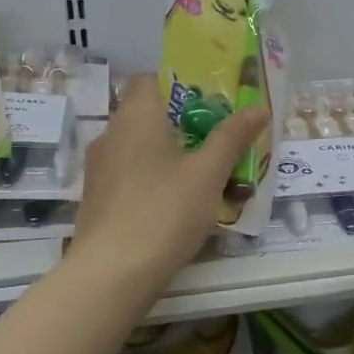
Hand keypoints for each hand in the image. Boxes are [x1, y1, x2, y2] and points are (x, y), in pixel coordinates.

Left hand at [71, 73, 269, 288]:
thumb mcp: (208, 174)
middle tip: (216, 139)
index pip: (148, 79)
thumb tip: (258, 106)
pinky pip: (128, 173)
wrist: (111, 274)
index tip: (208, 101)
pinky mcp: (95, 198)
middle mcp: (111, 133)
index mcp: (136, 116)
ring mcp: (99, 168)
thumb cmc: (164, 212)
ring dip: (166, 152)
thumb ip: (232, 137)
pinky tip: (174, 203)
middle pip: (146, 113)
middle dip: (181, 122)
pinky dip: (150, 177)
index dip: (178, 83)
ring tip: (201, 173)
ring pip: (137, 146)